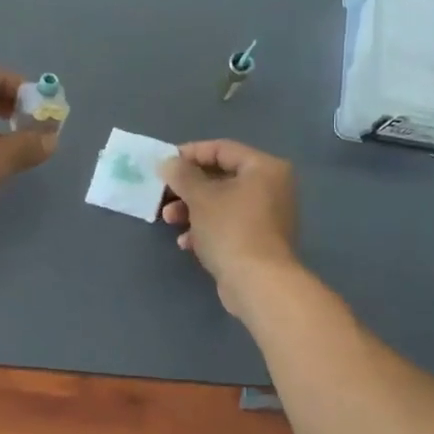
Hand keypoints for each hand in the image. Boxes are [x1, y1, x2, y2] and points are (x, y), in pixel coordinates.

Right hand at [159, 141, 298, 313]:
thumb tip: (168, 162)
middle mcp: (271, 187)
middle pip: (220, 177)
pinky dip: (206, 229)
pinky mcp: (258, 241)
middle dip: (187, 187)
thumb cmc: (231, 229)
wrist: (258, 283)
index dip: (189, 154)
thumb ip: (182, 175)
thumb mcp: (200, 197)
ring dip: (191, 209)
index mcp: (264, 168)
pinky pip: (227, 225)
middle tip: (163, 194)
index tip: (164, 164)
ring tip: (169, 220)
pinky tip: (187, 243)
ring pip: (221, 203)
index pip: (221, 149)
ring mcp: (266, 216)